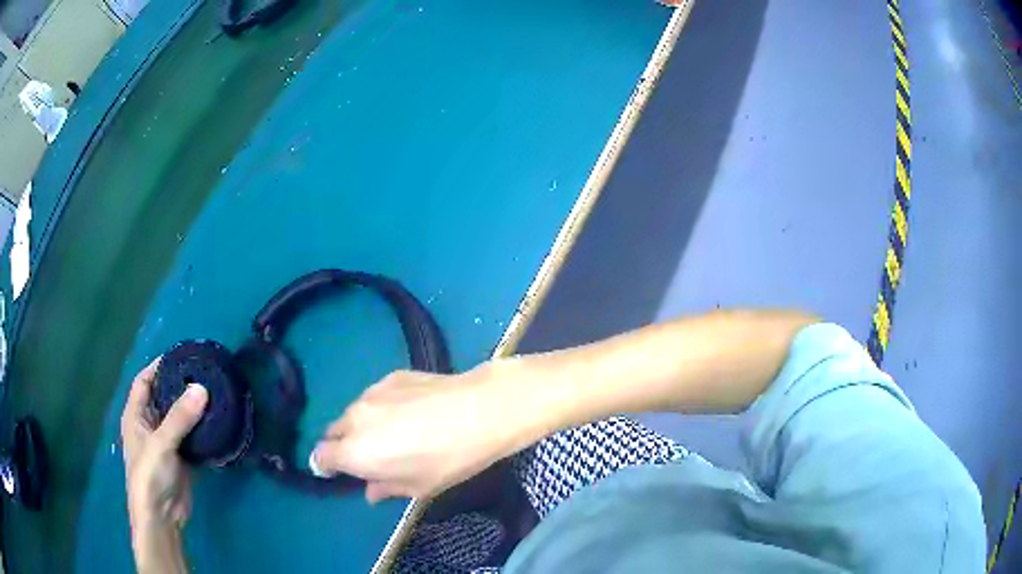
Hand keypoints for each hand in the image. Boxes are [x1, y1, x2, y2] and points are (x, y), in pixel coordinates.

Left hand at [121, 358, 206, 572]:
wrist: (162, 516)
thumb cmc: (150, 474)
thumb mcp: (161, 443)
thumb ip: (180, 417)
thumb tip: (202, 387)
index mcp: (135, 416)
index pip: (144, 381)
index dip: (158, 366)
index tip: (181, 357)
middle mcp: (149, 425)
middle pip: (163, 397)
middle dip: (179, 385)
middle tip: (203, 374)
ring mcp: (166, 443)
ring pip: (179, 418)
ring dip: (193, 408)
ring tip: (214, 393)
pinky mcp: (181, 458)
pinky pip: (191, 437)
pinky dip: (202, 429)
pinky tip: (217, 422)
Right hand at [310, 367, 522, 503]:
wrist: (479, 410)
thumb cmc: (448, 459)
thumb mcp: (418, 487)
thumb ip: (385, 488)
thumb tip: (371, 491)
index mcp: (354, 452)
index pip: (320, 457)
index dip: (327, 466)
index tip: (340, 472)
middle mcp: (354, 419)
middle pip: (333, 433)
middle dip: (344, 446)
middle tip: (371, 456)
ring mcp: (371, 393)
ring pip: (353, 413)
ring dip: (362, 425)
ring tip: (394, 432)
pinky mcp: (390, 376)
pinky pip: (374, 397)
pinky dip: (382, 407)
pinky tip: (410, 411)